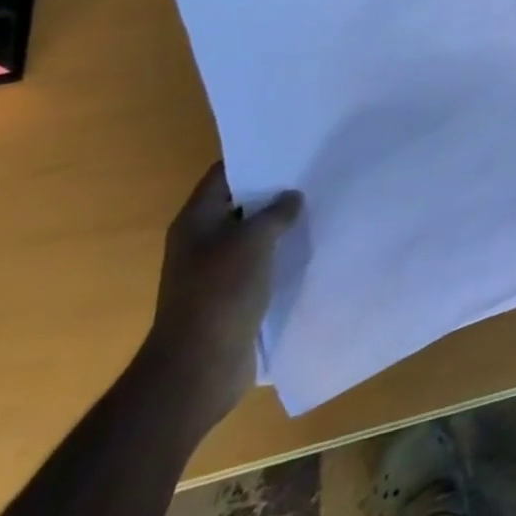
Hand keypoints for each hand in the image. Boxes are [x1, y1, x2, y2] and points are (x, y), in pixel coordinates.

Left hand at [142, 163, 301, 432]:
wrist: (197, 369)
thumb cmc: (220, 293)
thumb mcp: (253, 241)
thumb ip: (276, 212)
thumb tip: (292, 196)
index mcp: (196, 220)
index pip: (224, 174)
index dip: (254, 158)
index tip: (291, 146)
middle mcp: (201, 241)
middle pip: (240, 204)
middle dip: (273, 191)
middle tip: (313, 173)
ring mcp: (215, 271)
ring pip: (253, 236)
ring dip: (280, 225)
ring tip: (320, 206)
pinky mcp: (232, 297)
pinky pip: (260, 265)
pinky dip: (281, 256)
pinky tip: (310, 247)